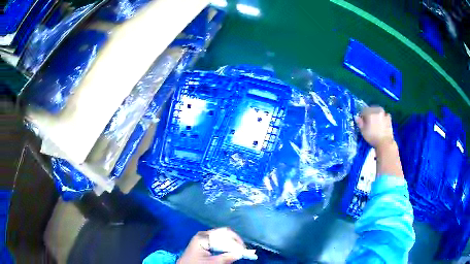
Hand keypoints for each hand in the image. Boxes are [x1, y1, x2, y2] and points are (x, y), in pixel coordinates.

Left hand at [178, 228, 244, 263]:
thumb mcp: (212, 263)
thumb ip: (227, 258)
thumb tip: (241, 253)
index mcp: (203, 237)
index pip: (224, 233)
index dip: (235, 240)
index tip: (243, 249)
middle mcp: (203, 234)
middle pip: (223, 235)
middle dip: (233, 243)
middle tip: (242, 251)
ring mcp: (203, 238)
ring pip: (222, 238)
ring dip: (230, 245)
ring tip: (238, 252)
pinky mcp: (204, 243)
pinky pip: (218, 242)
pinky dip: (225, 247)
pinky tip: (229, 252)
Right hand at [355, 106, 394, 148]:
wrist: (385, 142)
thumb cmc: (372, 137)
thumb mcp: (363, 131)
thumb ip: (360, 123)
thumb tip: (356, 117)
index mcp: (370, 113)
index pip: (364, 110)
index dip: (362, 115)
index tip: (362, 120)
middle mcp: (377, 111)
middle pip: (372, 109)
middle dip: (370, 113)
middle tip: (369, 120)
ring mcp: (384, 114)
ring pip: (379, 110)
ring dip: (377, 113)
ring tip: (376, 120)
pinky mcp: (389, 119)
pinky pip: (386, 115)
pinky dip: (384, 116)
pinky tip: (383, 120)